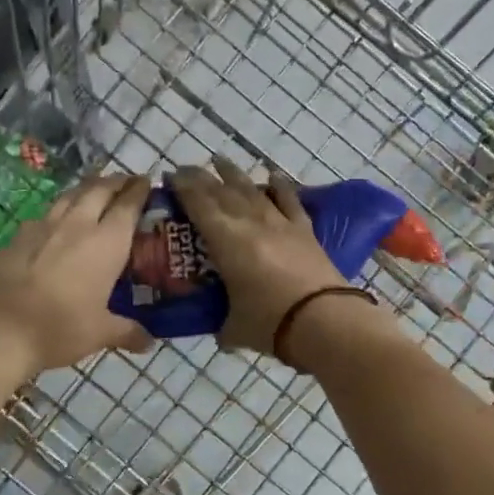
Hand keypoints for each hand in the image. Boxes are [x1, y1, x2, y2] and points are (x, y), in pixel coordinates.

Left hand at [0, 174, 154, 374]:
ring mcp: (45, 226)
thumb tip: (148, 342)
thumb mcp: (100, 333)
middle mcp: (78, 225)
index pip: (128, 204)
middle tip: (126, 182)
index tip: (147, 182)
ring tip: (95, 190)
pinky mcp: (19, 236)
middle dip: (115, 181)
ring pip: (71, 195)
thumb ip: (127, 331)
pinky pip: (46, 213)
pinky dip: (60, 209)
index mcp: (107, 242)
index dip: (139, 190)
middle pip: (99, 189)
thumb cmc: (60, 328)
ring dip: (87, 188)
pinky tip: (58, 220)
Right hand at [168, 158, 346, 353]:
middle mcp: (250, 223)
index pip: (198, 204)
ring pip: (252, 190)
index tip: (169, 175)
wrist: (323, 320)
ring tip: (220, 161)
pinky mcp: (304, 230)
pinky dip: (280, 186)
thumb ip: (223, 326)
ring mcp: (280, 223)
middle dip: (201, 177)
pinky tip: (273, 175)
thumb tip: (221, 333)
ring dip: (234, 174)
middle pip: (222, 191)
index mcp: (226, 241)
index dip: (182, 187)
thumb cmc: (270, 322)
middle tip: (186, 169)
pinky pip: (289, 201)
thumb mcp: (235, 327)